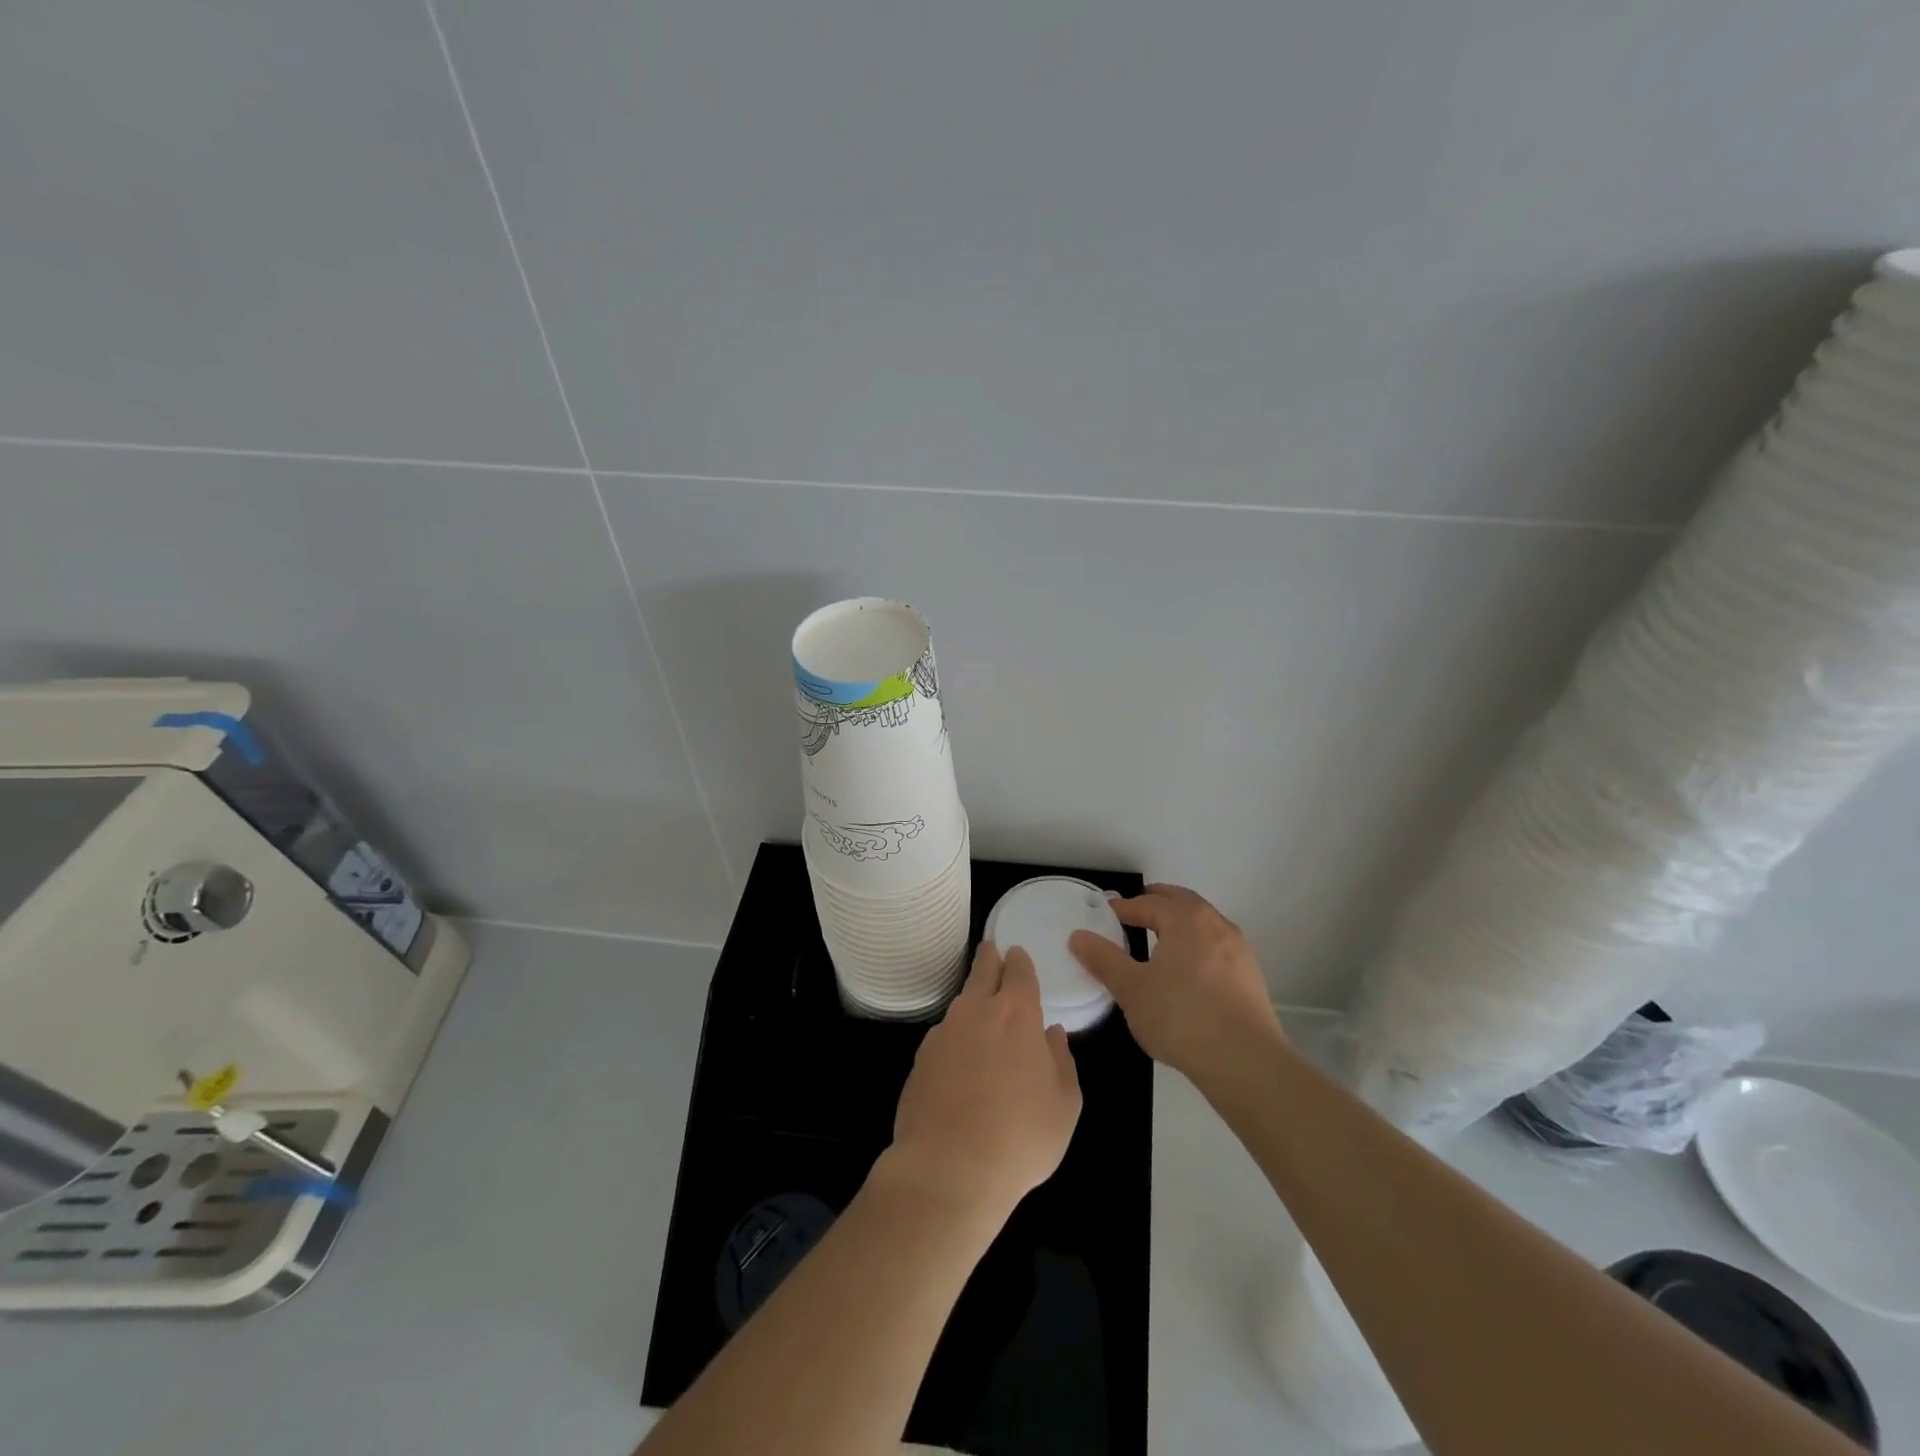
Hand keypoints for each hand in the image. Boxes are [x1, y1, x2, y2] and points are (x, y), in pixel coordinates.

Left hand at [881, 942, 1082, 1222]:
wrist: (949, 1169)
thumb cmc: (1020, 1136)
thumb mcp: (1064, 1104)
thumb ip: (1062, 1061)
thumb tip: (1052, 1033)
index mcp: (1016, 1013)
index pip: (1019, 971)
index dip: (1020, 961)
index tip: (1017, 953)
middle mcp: (976, 1011)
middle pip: (982, 971)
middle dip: (990, 959)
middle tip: (991, 950)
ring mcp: (943, 1033)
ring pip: (961, 1004)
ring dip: (972, 1000)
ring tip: (980, 1009)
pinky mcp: (920, 1059)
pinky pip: (944, 1037)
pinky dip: (955, 1037)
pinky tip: (960, 1060)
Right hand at [1069, 883, 1285, 1084]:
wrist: (1247, 1063)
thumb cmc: (1182, 1018)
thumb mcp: (1132, 990)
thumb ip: (1103, 960)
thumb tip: (1078, 936)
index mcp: (1185, 919)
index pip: (1146, 903)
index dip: (1122, 908)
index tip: (1103, 916)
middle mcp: (1215, 924)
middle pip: (1180, 902)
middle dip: (1154, 903)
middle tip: (1132, 912)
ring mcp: (1238, 949)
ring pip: (1202, 922)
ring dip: (1178, 922)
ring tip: (1158, 938)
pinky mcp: (1250, 975)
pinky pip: (1216, 945)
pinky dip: (1196, 944)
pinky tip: (1187, 969)